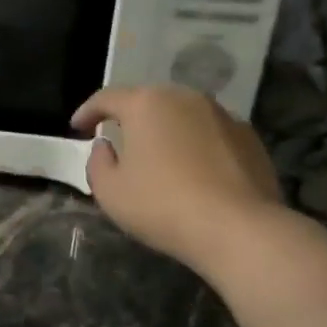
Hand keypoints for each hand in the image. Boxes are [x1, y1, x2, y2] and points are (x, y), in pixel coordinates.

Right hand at [71, 85, 285, 270]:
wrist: (239, 228)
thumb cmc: (162, 205)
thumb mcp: (110, 191)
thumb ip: (98, 162)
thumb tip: (106, 146)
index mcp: (146, 103)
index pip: (107, 98)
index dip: (87, 112)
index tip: (77, 128)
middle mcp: (185, 98)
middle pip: (148, 101)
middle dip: (130, 118)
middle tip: (118, 139)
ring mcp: (222, 114)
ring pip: (183, 115)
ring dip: (166, 130)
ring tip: (158, 156)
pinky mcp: (249, 137)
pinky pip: (210, 134)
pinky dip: (196, 145)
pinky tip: (194, 171)